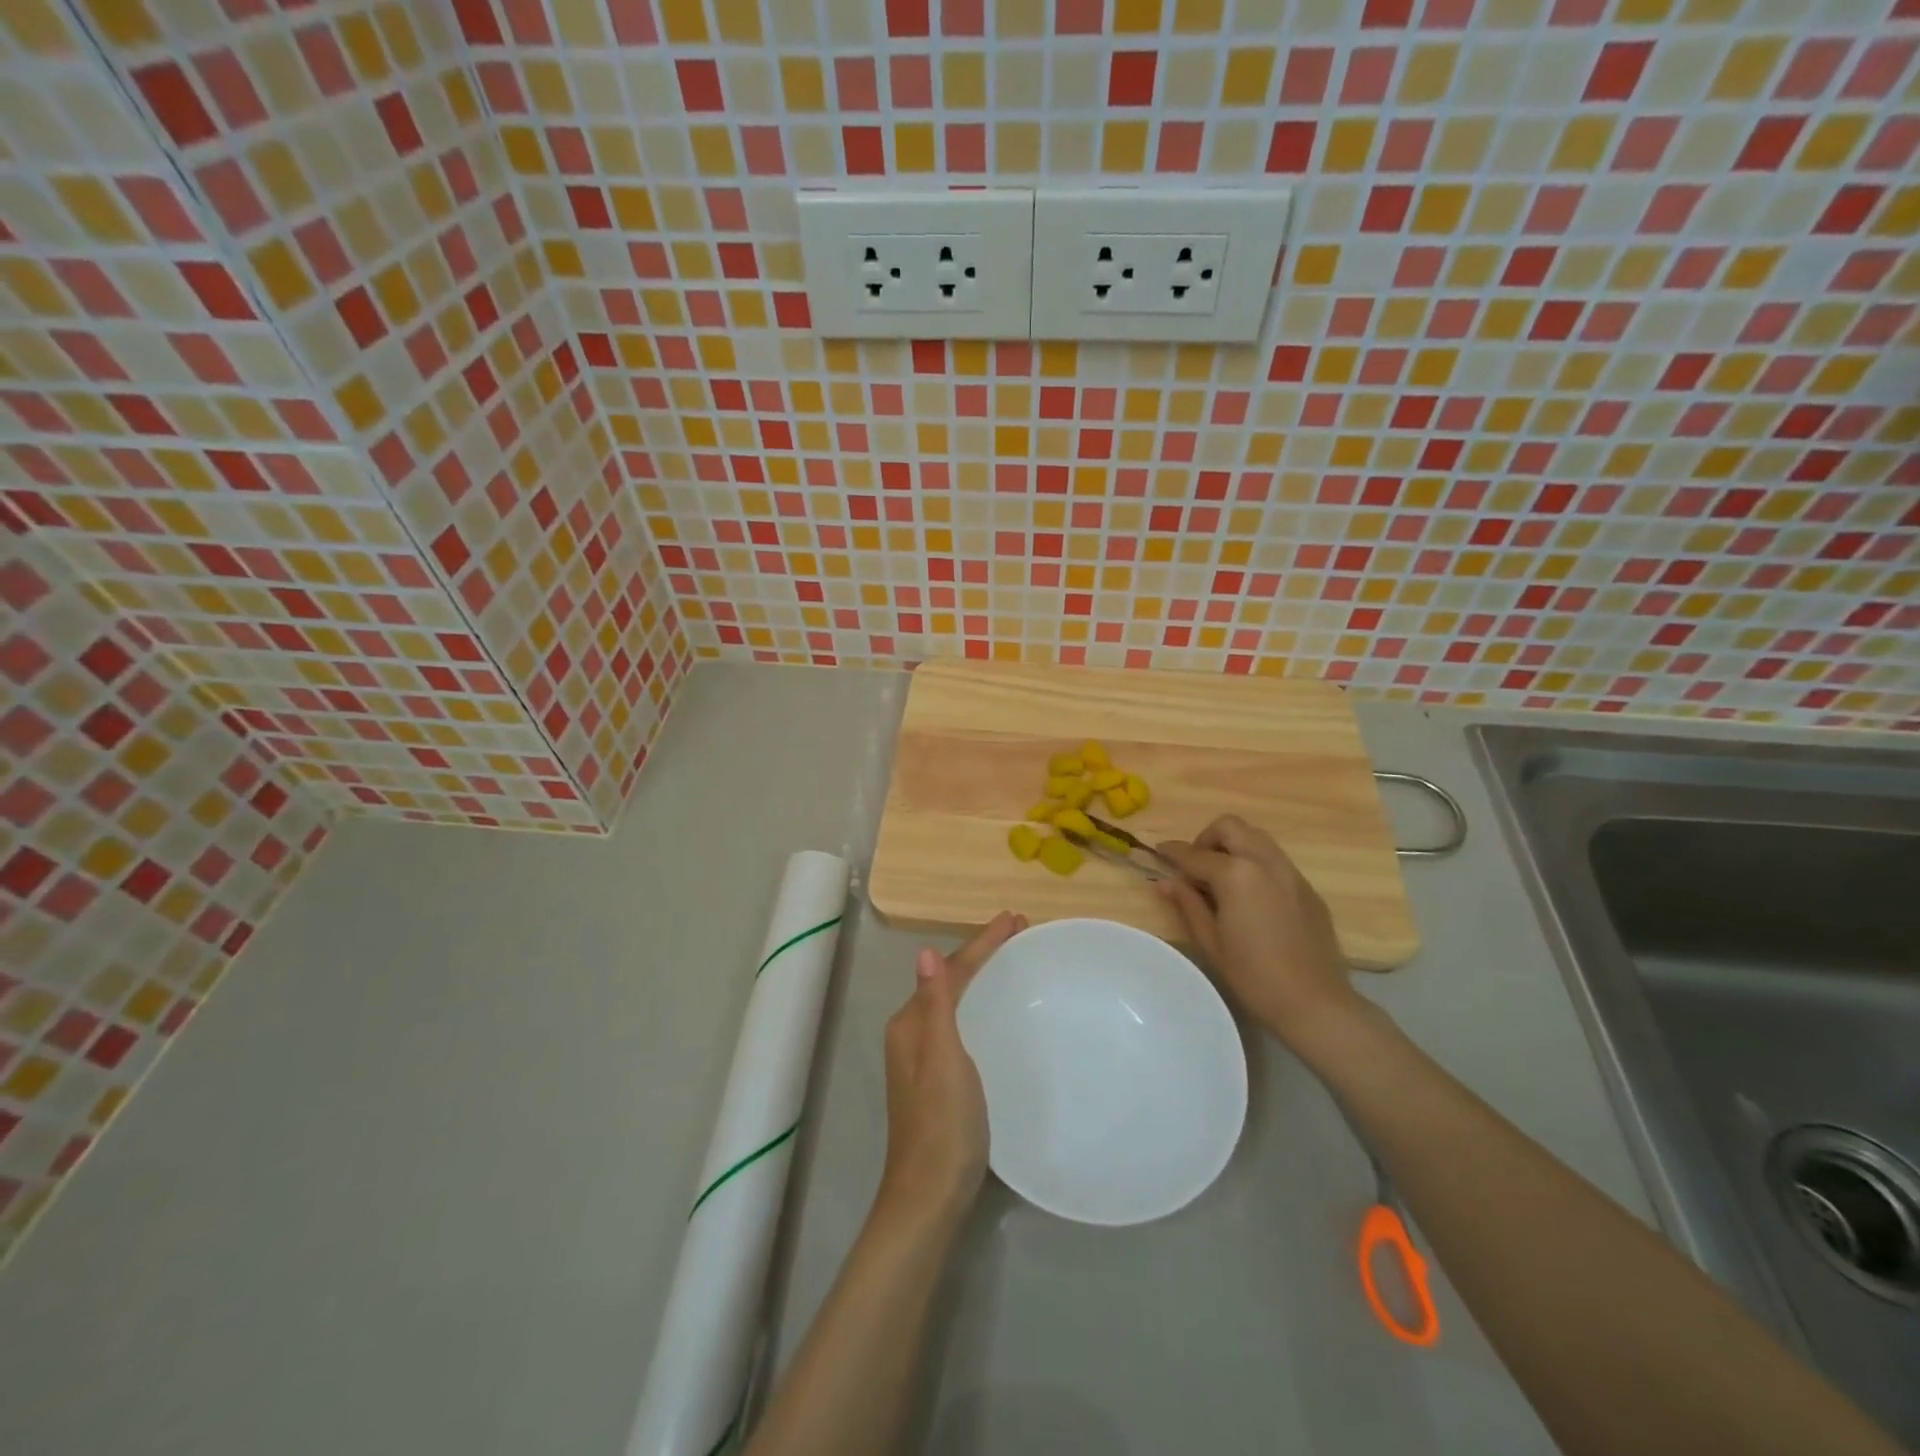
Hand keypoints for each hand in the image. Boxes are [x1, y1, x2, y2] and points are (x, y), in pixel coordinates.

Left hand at [876, 911, 1025, 1227]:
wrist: (929, 1195)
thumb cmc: (941, 1124)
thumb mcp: (942, 1060)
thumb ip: (936, 1006)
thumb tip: (924, 951)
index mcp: (911, 1024)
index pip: (949, 970)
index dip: (981, 944)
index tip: (1014, 920)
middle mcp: (912, 1033)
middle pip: (950, 980)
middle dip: (982, 954)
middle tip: (1019, 934)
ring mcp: (923, 1056)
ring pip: (955, 1001)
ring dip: (981, 976)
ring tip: (1012, 960)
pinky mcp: (938, 1077)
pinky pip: (961, 1022)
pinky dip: (979, 1004)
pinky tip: (996, 1010)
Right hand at [1155, 816, 1357, 1044]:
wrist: (1315, 1002)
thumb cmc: (1254, 976)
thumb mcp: (1211, 942)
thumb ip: (1188, 904)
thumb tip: (1165, 882)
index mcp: (1236, 875)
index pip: (1195, 855)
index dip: (1172, 852)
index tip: (1159, 852)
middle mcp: (1264, 862)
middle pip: (1230, 827)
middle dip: (1207, 838)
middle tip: (1196, 866)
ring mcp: (1290, 872)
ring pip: (1256, 837)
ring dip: (1233, 845)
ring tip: (1222, 877)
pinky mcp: (1307, 888)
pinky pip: (1275, 859)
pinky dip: (1255, 863)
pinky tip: (1251, 896)